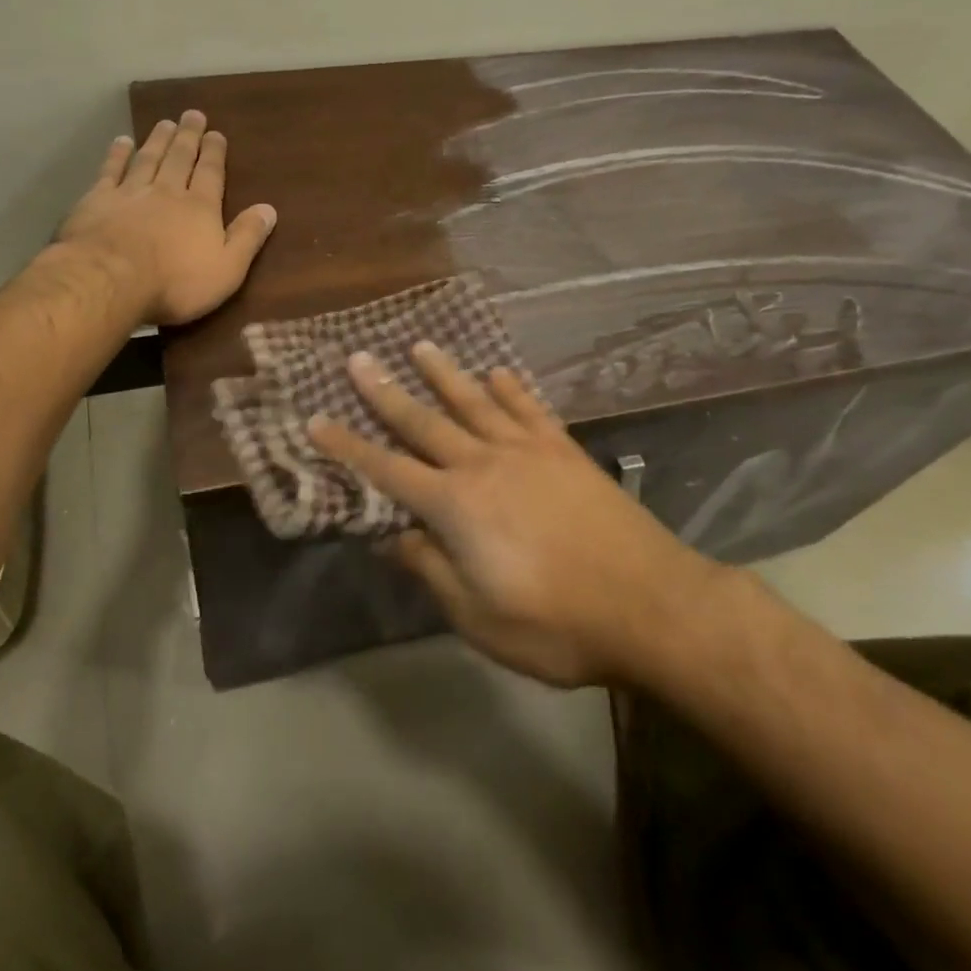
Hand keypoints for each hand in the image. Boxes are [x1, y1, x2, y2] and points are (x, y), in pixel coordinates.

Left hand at [58, 110, 276, 325]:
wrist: (111, 280)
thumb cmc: (175, 282)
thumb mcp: (227, 269)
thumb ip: (247, 238)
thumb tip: (269, 209)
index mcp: (200, 208)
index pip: (210, 173)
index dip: (214, 153)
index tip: (216, 133)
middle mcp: (167, 191)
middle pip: (180, 158)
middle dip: (188, 136)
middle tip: (193, 115)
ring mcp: (130, 193)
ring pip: (148, 159)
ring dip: (157, 140)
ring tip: (165, 123)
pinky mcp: (98, 200)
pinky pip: (110, 170)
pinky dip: (117, 154)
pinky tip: (121, 141)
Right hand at [308, 342, 718, 686]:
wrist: (654, 607)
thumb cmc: (558, 624)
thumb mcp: (479, 617)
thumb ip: (431, 570)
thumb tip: (392, 537)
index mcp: (456, 506)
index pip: (386, 470)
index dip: (347, 446)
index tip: (316, 419)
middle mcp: (484, 464)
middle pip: (424, 421)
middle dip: (385, 392)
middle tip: (358, 359)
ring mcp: (528, 452)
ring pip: (474, 402)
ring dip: (444, 374)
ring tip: (419, 346)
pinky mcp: (566, 452)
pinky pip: (529, 410)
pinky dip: (510, 388)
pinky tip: (497, 373)